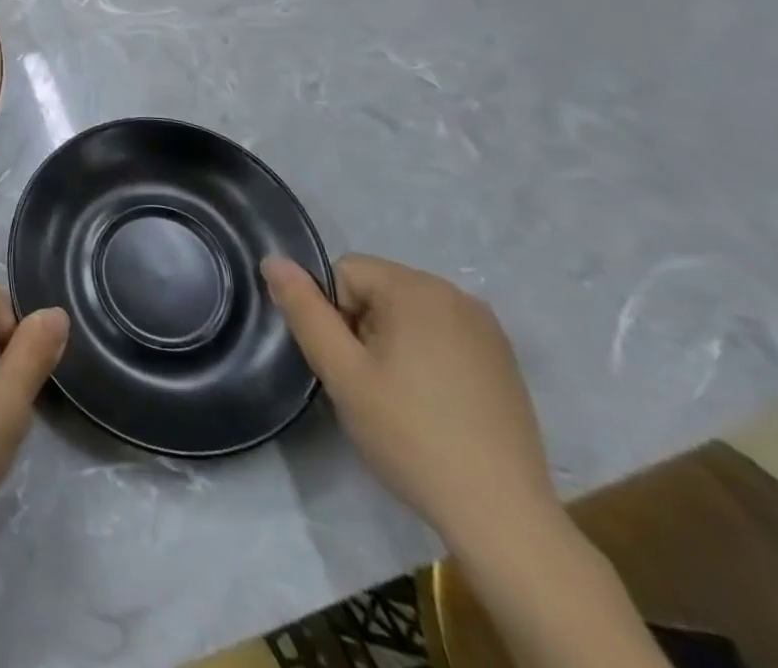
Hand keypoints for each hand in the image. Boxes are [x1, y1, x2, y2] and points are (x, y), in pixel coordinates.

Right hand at [263, 254, 558, 550]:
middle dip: (361, 328)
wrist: (504, 518)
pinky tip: (432, 406)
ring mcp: (487, 329)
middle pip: (377, 290)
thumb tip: (273, 260)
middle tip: (368, 386)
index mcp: (417, 289)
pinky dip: (424, 358)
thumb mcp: (341, 372)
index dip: (333, 316)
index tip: (348, 366)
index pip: (344, 273)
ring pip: (406, 314)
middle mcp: (457, 295)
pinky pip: (440, 336)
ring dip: (390, 344)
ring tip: (398, 399)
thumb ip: (304, 310)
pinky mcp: (502, 361)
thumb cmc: (411, 436)